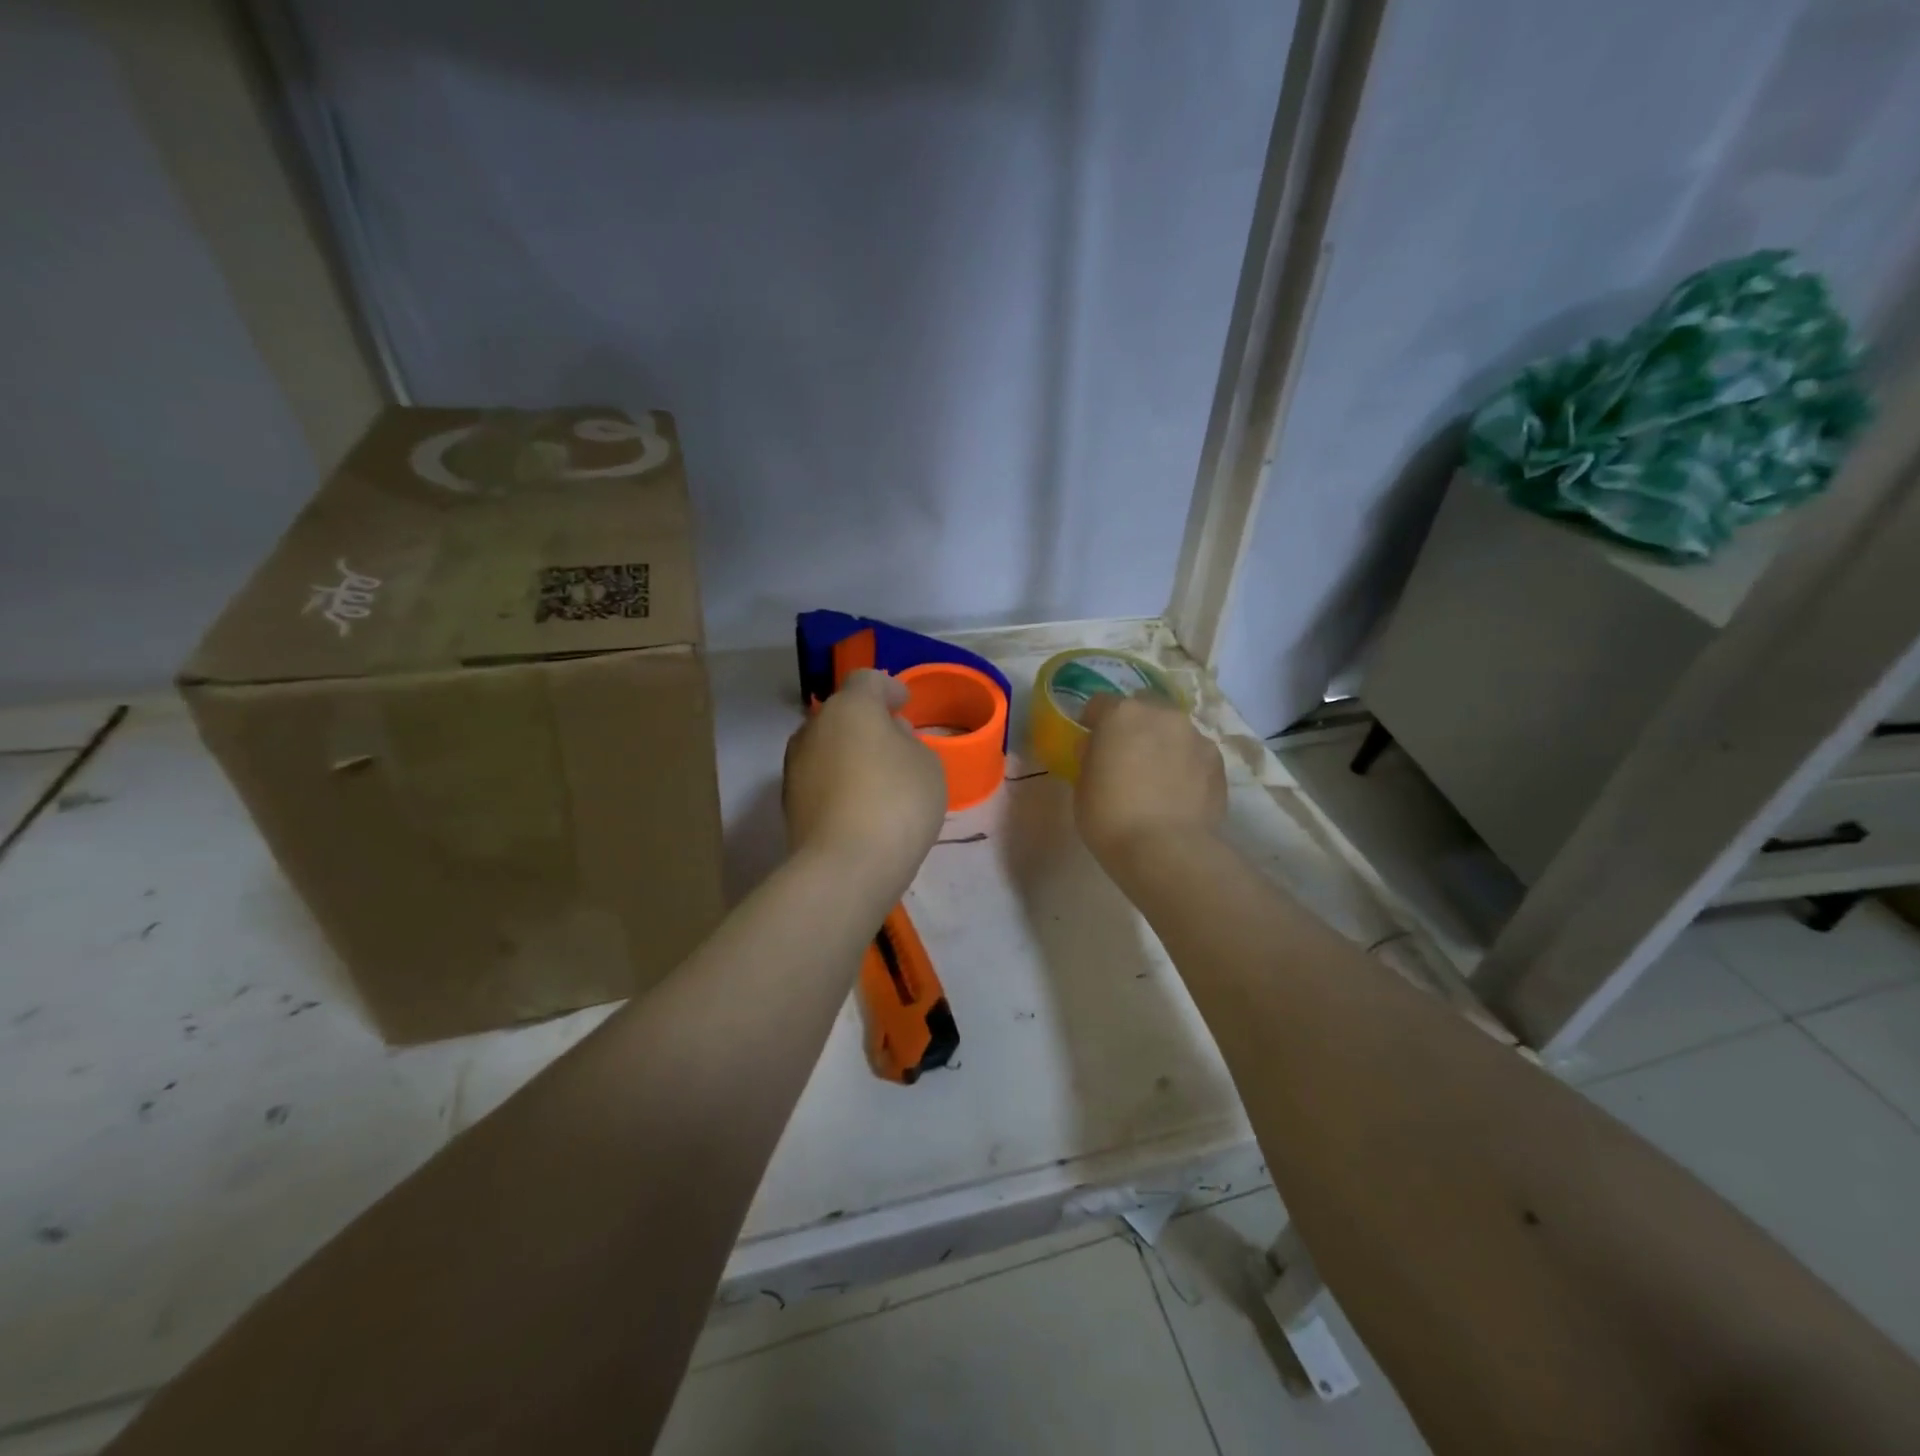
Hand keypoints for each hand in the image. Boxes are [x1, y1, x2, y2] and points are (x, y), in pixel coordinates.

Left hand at [783, 669, 947, 884]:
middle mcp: (814, 728)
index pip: (867, 680)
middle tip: (895, 742)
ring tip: (877, 776)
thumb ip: (910, 742)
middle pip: (843, 713)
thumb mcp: (927, 765)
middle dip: (868, 722)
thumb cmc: (897, 802)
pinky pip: (819, 778)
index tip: (905, 703)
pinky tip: (859, 804)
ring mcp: (795, 765)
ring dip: (850, 753)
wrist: (845, 866)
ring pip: (827, 746)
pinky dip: (838, 781)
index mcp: (850, 707)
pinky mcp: (788, 802)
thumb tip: (889, 738)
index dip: (889, 688)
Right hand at [1075, 695, 1226, 866]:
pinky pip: (1194, 753)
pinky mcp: (1218, 761)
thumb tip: (1097, 748)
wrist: (1166, 849)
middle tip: (1126, 756)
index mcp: (1121, 715)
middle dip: (1133, 725)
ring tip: (1157, 777)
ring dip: (1162, 743)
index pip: (1100, 703)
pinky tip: (1178, 791)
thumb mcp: (1082, 786)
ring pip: (1172, 729)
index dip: (1092, 721)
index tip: (1090, 740)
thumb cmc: (1110, 817)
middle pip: (1143, 707)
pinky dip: (1185, 764)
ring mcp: (1194, 735)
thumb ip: (1090, 757)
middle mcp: (1161, 714)